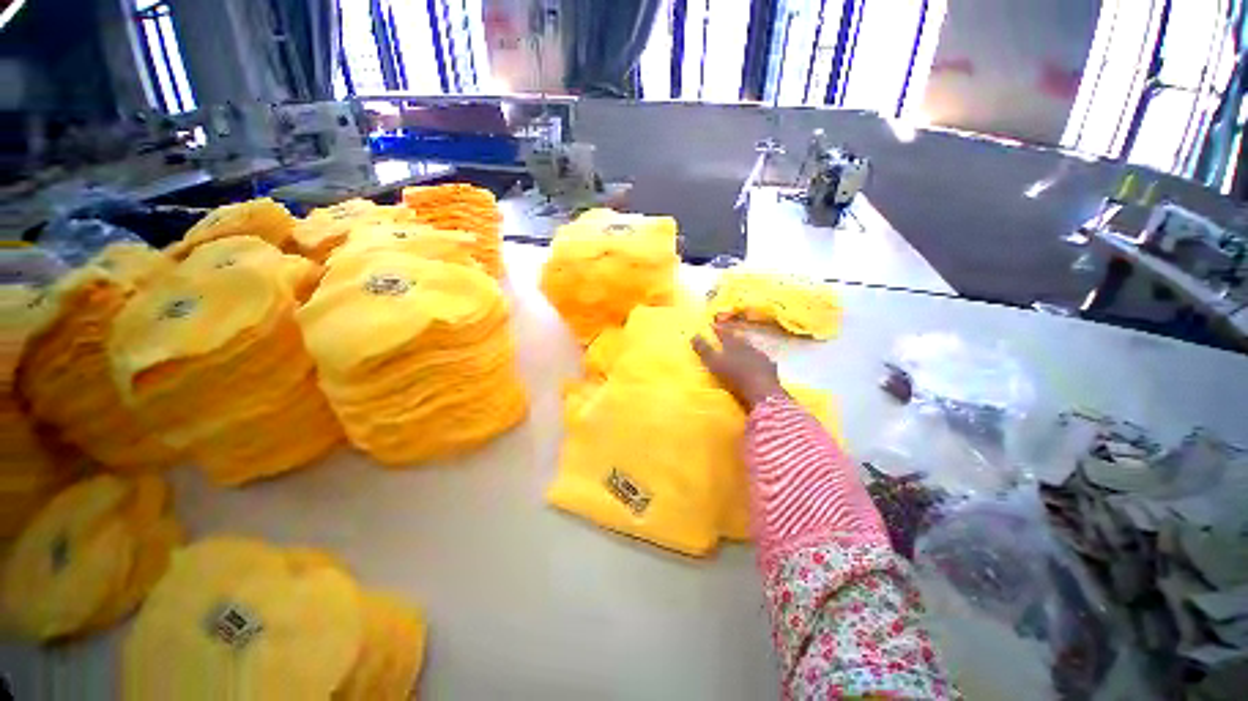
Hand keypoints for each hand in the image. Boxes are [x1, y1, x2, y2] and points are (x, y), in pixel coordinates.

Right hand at [692, 323, 784, 409]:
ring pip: (752, 350)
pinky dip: (757, 363)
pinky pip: (763, 362)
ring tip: (741, 353)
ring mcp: (762, 358)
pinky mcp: (771, 370)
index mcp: (735, 345)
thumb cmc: (735, 377)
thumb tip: (693, 335)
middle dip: (733, 339)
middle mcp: (749, 348)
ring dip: (746, 350)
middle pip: (740, 340)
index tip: (713, 325)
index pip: (725, 334)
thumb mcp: (715, 364)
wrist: (762, 392)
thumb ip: (705, 350)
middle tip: (728, 338)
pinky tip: (757, 367)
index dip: (719, 330)